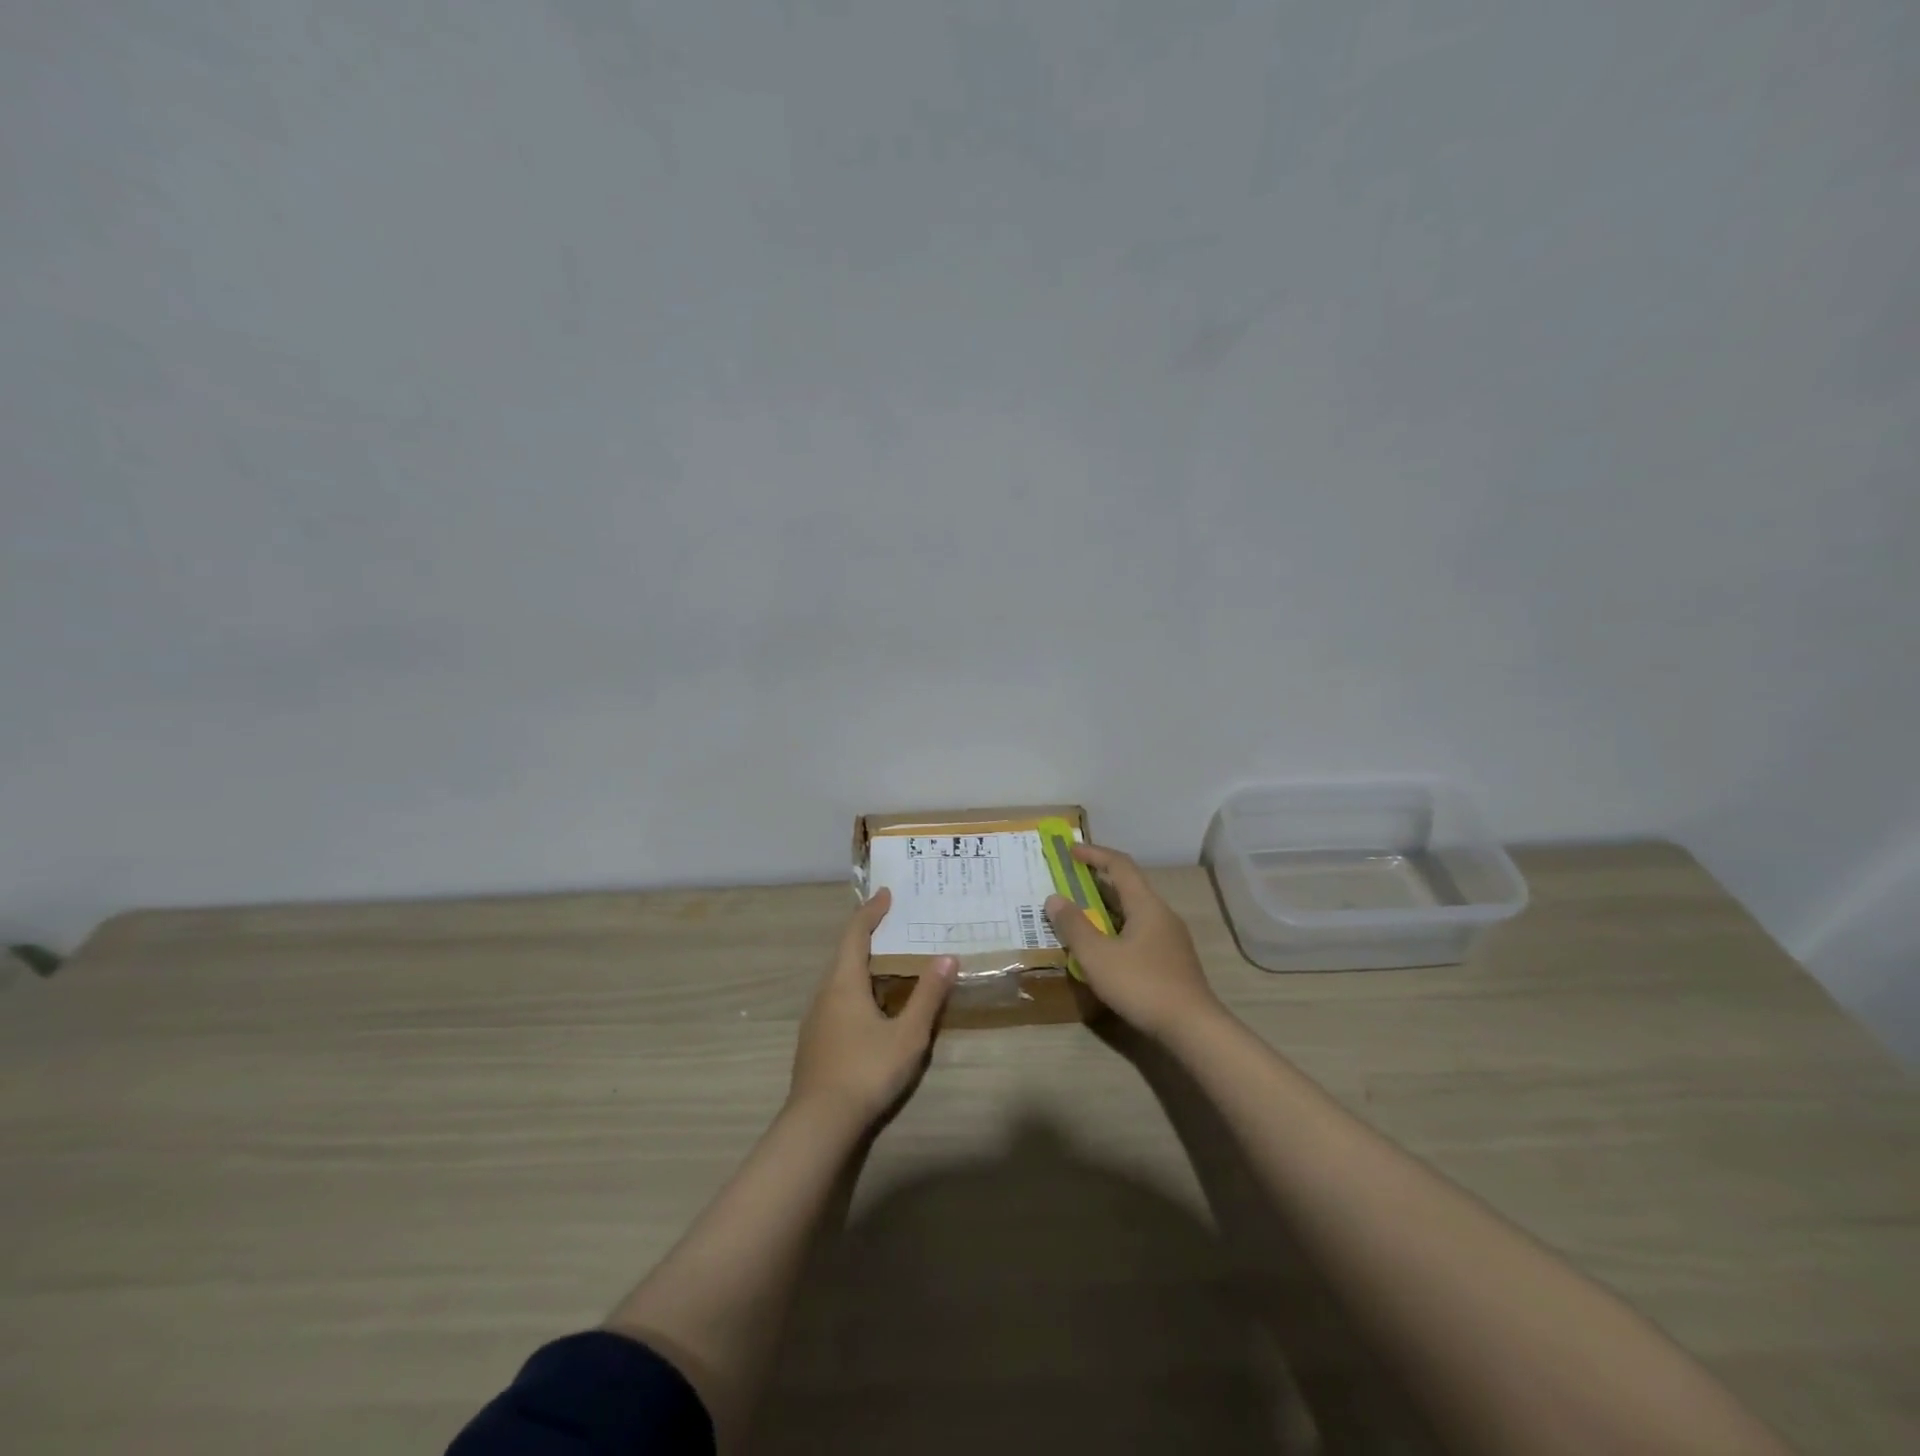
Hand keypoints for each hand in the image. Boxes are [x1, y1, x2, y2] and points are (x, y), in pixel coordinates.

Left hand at [790, 889, 955, 1126]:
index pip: (855, 934)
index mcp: (844, 982)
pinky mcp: (815, 1041)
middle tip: (893, 923)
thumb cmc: (867, 1070)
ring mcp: (816, 1018)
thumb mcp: (908, 1034)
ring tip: (887, 961)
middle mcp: (825, 993)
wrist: (819, 1124)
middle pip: (844, 953)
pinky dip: (855, 986)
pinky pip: (836, 998)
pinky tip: (871, 1005)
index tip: (886, 894)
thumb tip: (947, 957)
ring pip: (838, 978)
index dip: (871, 912)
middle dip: (866, 934)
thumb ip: (928, 996)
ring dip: (860, 962)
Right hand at [1045, 843, 1223, 1039]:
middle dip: (1098, 881)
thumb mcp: (1097, 956)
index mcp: (1146, 905)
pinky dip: (1117, 929)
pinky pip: (1139, 932)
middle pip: (1128, 887)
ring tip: (1081, 915)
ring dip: (1106, 908)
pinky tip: (1104, 949)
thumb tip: (1054, 898)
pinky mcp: (1172, 961)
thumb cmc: (1142, 985)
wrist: (1192, 1028)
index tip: (1071, 851)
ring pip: (1134, 912)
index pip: (1120, 865)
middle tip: (1070, 882)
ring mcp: (1170, 939)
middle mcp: (1161, 914)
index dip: (1095, 854)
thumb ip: (1074, 925)